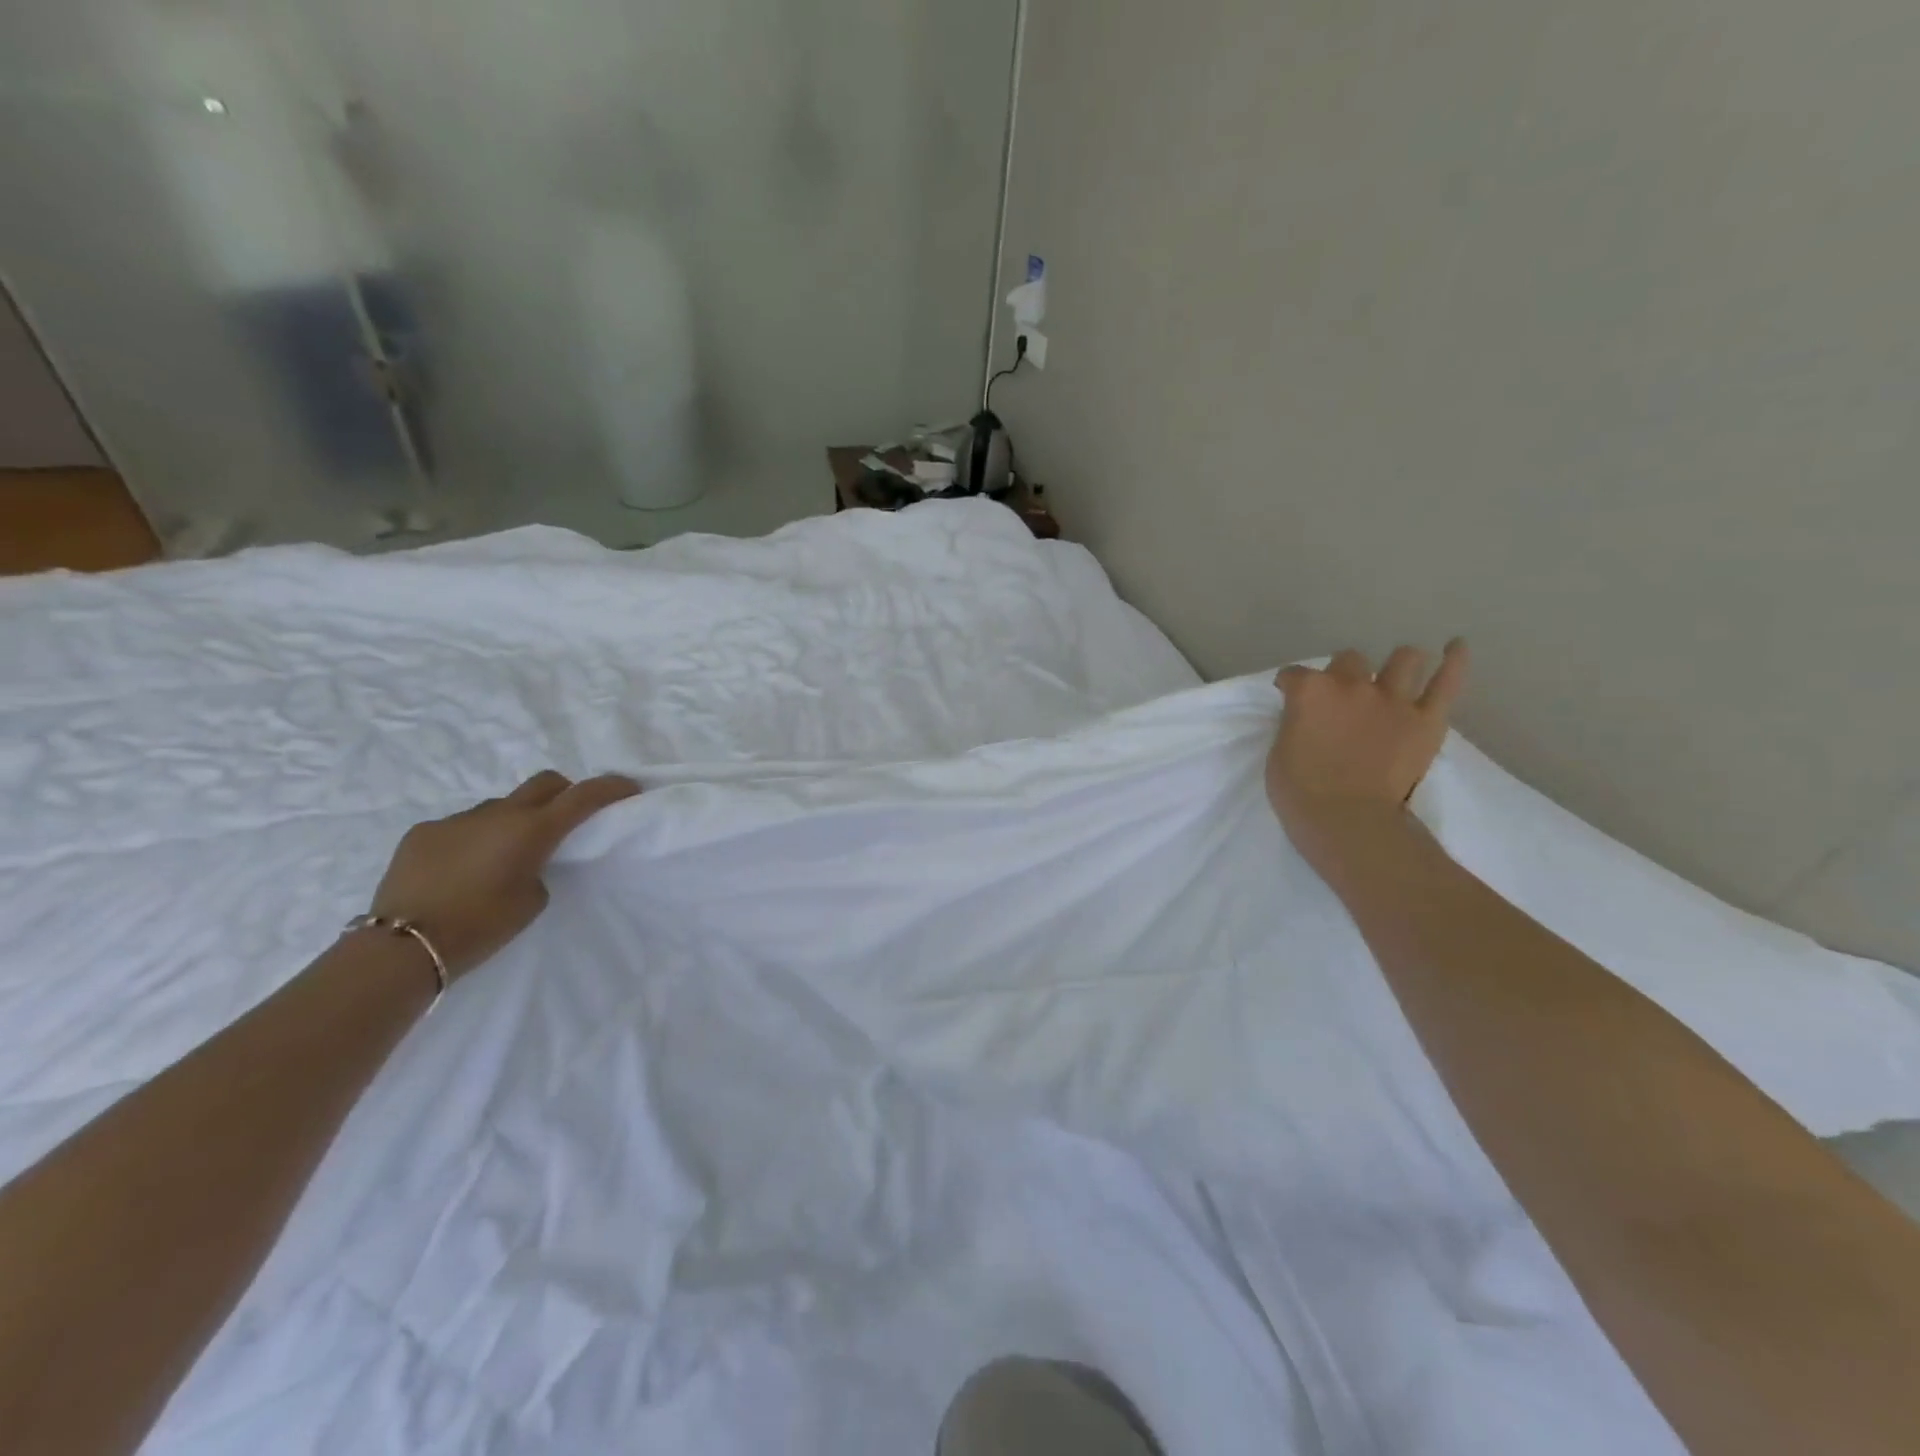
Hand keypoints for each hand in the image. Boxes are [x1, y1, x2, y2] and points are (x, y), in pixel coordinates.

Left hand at [370, 771, 641, 981]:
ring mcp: (456, 819)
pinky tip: (460, 870)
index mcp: (532, 830)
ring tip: (503, 856)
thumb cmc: (480, 927)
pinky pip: (460, 826)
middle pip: (544, 783)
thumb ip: (538, 869)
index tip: (628, 787)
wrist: (401, 947)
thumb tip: (524, 857)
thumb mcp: (531, 901)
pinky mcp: (422, 833)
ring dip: (512, 821)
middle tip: (567, 818)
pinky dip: (472, 839)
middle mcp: (497, 814)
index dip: (611, 787)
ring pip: (499, 806)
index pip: (583, 796)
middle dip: (563, 793)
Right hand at [1267, 641, 1469, 861]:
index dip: (1290, 684)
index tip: (1289, 693)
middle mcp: (1352, 685)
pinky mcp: (1427, 720)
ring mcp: (1393, 700)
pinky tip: (1456, 646)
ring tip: (1395, 675)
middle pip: (1350, 659)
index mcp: (1310, 692)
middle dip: (1344, 671)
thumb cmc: (1300, 792)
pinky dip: (1454, 662)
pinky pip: (1447, 682)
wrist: (1347, 820)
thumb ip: (1296, 724)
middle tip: (1343, 694)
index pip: (1295, 674)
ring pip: (1403, 659)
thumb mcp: (1279, 751)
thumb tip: (1308, 718)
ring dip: (1396, 664)